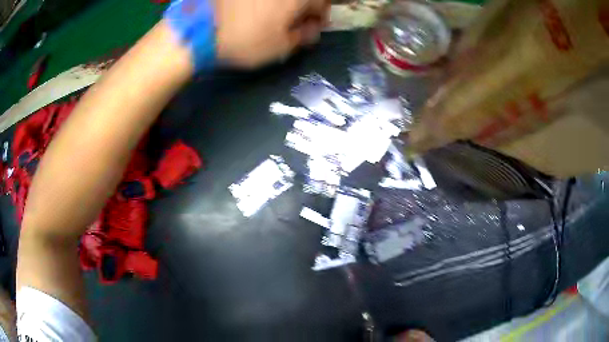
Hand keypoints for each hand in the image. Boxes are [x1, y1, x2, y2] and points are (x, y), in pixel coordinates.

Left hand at [215, 0, 329, 67]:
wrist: (200, 29)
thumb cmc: (245, 40)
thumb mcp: (281, 47)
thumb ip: (304, 36)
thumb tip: (313, 29)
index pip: (322, 2)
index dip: (321, 15)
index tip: (315, 27)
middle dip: (304, 8)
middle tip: (296, 22)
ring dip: (286, 6)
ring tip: (276, 17)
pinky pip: (264, 0)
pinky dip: (268, 3)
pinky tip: (258, 10)